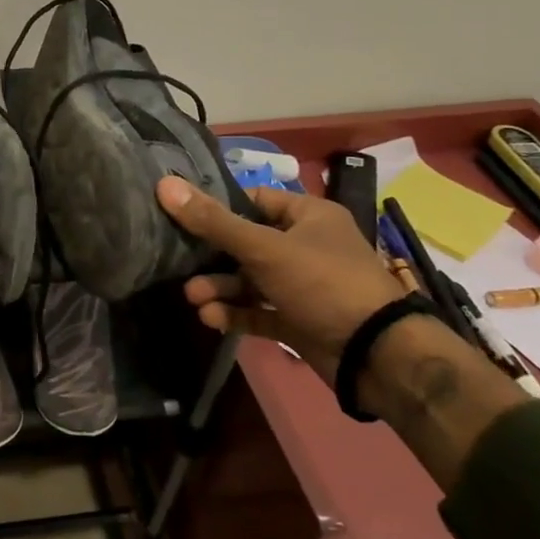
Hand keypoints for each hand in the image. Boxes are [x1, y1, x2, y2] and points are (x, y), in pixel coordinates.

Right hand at [156, 177, 405, 386]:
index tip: (182, 215)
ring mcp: (303, 286)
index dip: (218, 207)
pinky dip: (235, 313)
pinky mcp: (299, 320)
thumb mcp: (263, 247)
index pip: (254, 200)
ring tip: (194, 299)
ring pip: (250, 281)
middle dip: (212, 258)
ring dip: (220, 289)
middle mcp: (307, 246)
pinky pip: (259, 312)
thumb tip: (164, 184)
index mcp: (309, 216)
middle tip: (181, 266)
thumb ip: (213, 221)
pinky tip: (211, 318)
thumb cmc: (322, 282)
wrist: (375, 354)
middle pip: (246, 243)